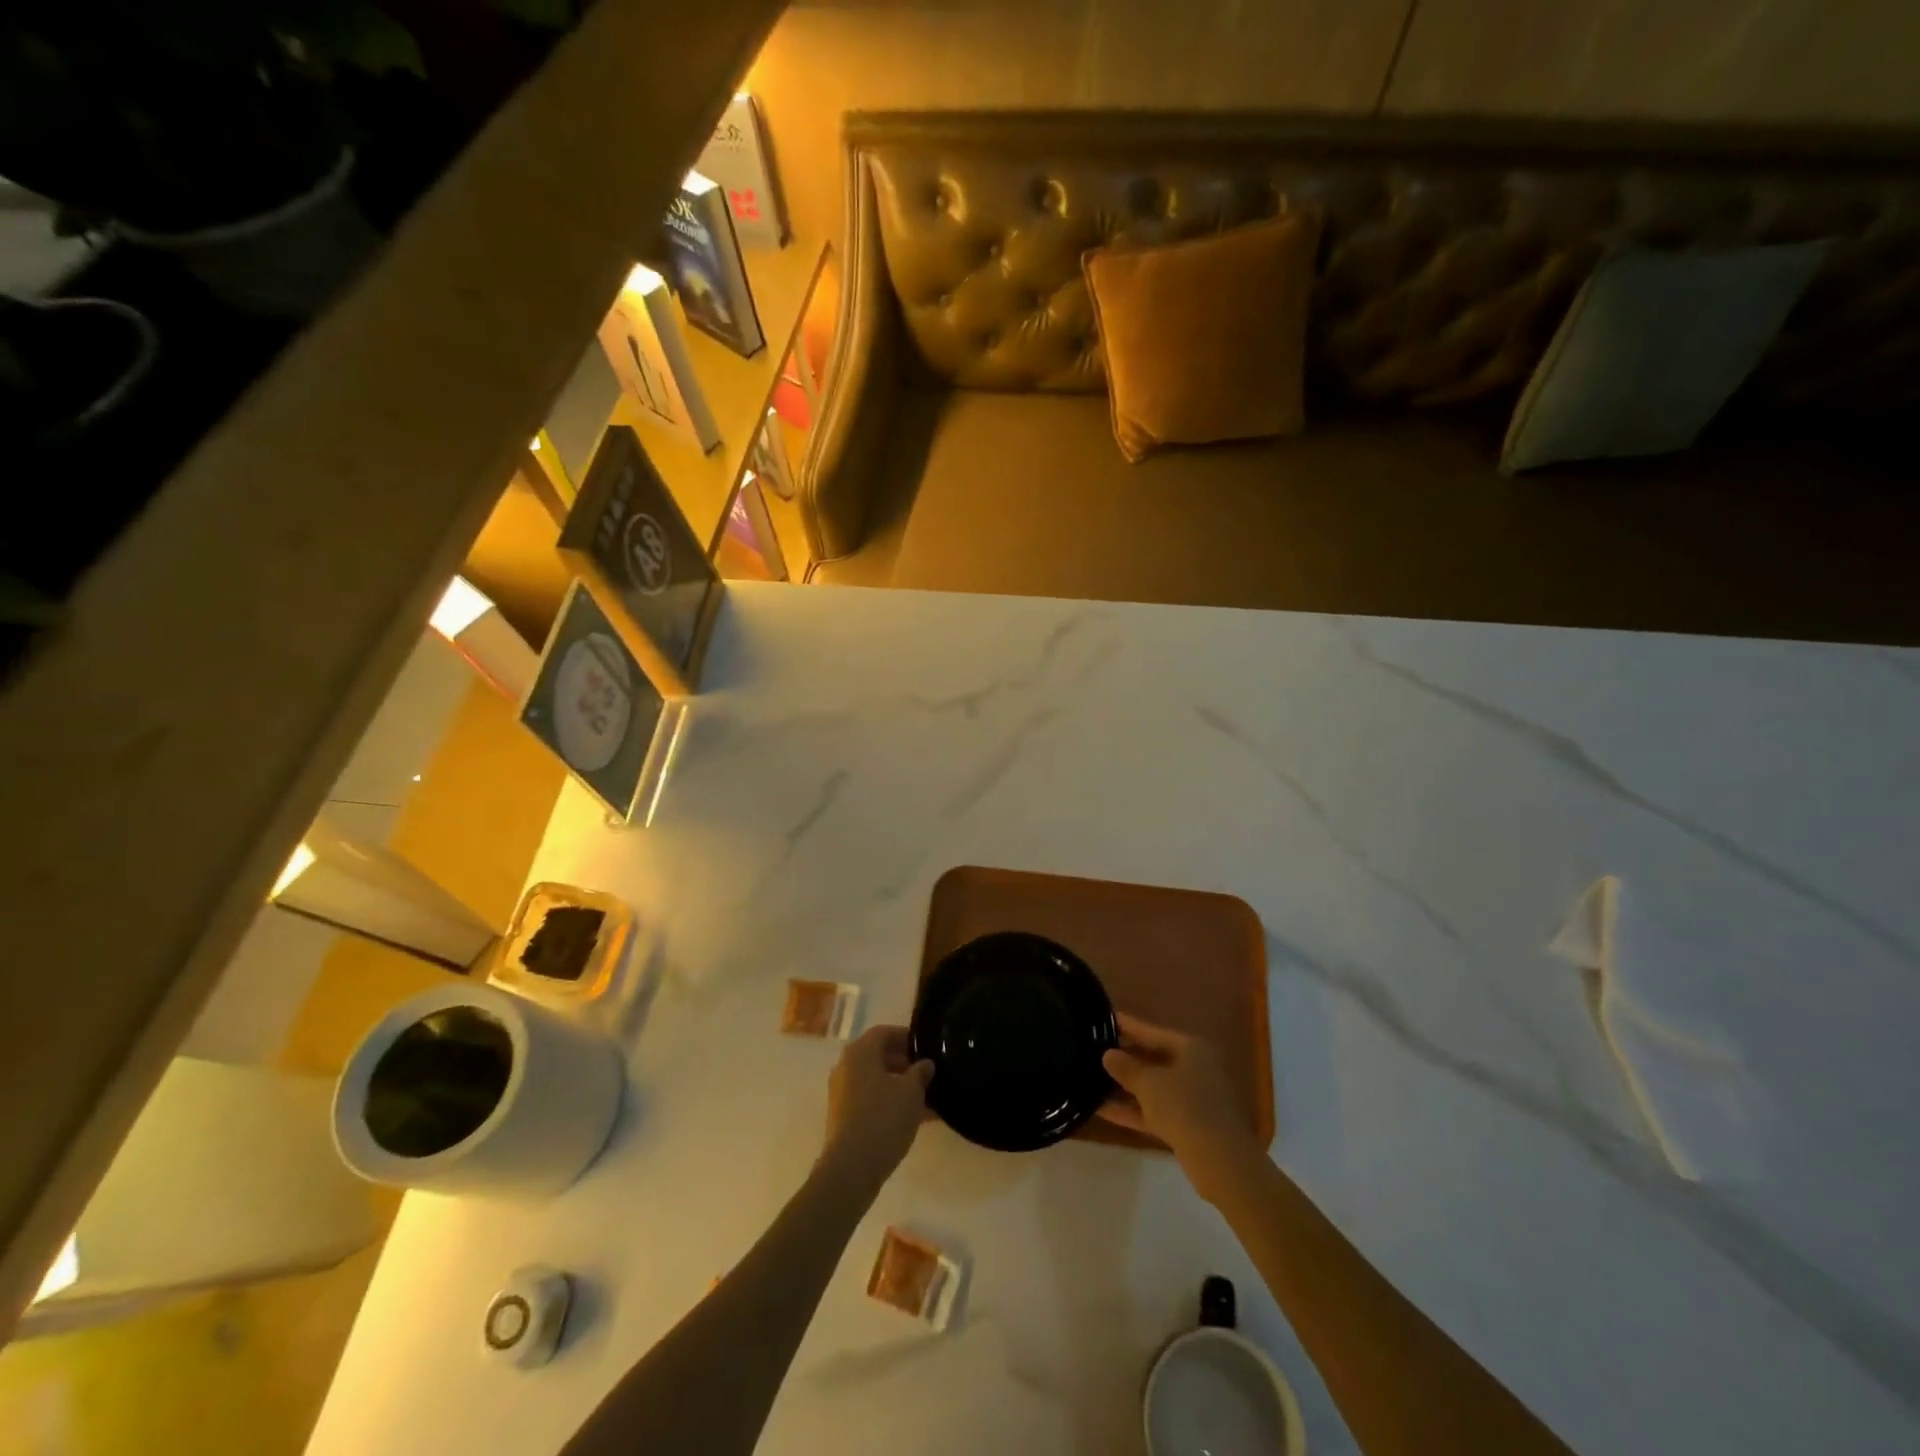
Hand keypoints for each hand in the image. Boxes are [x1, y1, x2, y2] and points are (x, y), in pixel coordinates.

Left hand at [820, 1025, 932, 1192]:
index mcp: (860, 1052)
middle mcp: (846, 1066)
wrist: (851, 1169)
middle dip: (904, 1063)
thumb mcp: (911, 1092)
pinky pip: (870, 1100)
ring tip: (927, 1098)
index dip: (906, 1037)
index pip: (884, 1032)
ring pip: (876, 1080)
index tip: (926, 1048)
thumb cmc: (883, 1119)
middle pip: (878, 1056)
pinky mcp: (843, 1117)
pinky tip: (914, 1118)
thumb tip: (925, 1063)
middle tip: (929, 1074)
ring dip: (899, 1086)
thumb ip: (920, 1073)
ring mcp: (842, 1093)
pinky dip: (890, 1103)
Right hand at [1099, 1013, 1261, 1204]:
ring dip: (1124, 1085)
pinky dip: (1131, 1109)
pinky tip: (1101, 1109)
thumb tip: (1108, 1054)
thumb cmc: (1185, 1107)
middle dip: (1124, 1057)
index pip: (1151, 1031)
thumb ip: (1126, 1067)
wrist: (1220, 1161)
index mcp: (1190, 1049)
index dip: (1126, 1025)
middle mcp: (1192, 1068)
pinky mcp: (1184, 1124)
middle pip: (1152, 1058)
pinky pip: (1152, 1110)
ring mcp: (1189, 1098)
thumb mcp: (1149, 1083)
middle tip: (1092, 1048)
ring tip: (1091, 1077)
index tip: (1103, 1018)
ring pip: (1151, 1086)